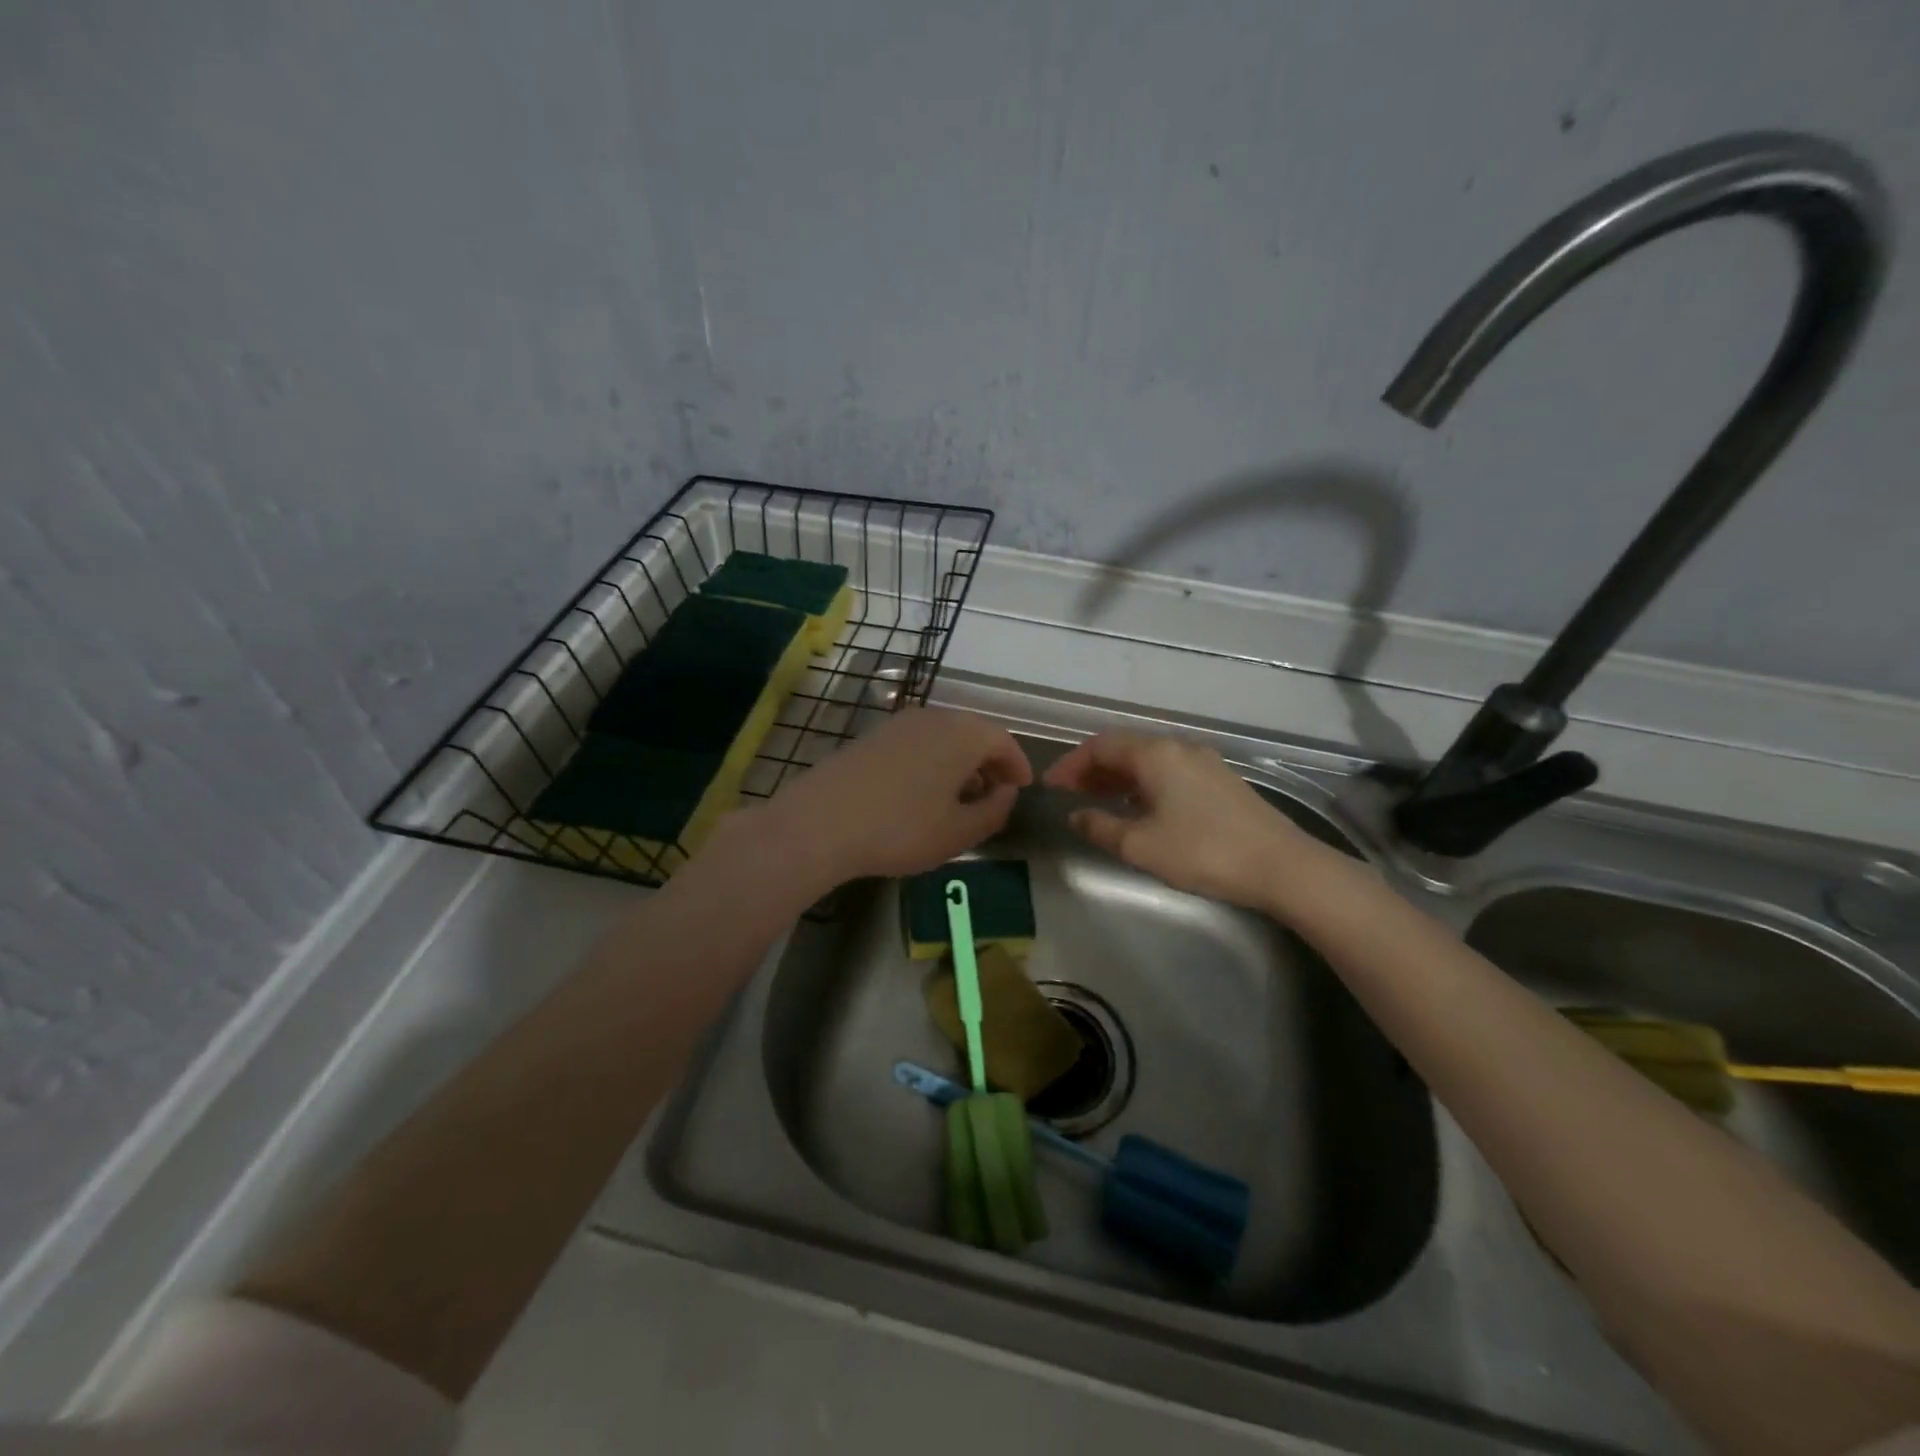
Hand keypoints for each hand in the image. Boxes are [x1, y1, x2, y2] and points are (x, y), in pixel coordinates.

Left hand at [760, 707, 1031, 886]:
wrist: (820, 822)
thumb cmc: (901, 828)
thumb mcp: (959, 832)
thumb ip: (994, 810)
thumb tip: (1007, 792)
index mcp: (963, 735)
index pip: (1003, 741)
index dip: (1017, 765)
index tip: (1022, 788)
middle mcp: (934, 718)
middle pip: (974, 733)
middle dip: (990, 762)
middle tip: (995, 793)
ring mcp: (899, 723)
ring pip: (944, 736)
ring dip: (960, 761)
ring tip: (960, 797)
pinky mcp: (873, 735)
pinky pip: (918, 741)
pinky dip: (933, 760)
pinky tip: (923, 792)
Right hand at [1043, 731, 1326, 911]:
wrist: (1281, 866)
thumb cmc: (1202, 852)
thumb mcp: (1140, 845)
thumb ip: (1101, 827)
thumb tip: (1076, 816)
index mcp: (1155, 754)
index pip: (1100, 746)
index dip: (1071, 764)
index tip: (1051, 787)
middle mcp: (1179, 748)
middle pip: (1125, 748)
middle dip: (1093, 769)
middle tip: (1070, 794)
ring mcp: (1204, 762)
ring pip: (1149, 760)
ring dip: (1119, 777)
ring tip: (1099, 802)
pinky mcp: (1221, 781)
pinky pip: (1169, 771)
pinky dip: (1144, 783)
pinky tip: (1141, 808)